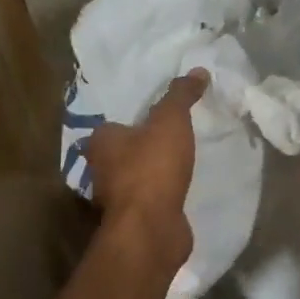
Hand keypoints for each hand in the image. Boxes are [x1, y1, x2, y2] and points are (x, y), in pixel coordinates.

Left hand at [84, 70, 208, 266]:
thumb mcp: (170, 121)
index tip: (156, 119)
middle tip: (170, 137)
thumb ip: (182, 95)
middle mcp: (101, 170)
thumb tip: (199, 70)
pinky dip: (162, 194)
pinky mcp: (134, 220)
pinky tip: (180, 189)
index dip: (132, 121)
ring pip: (135, 177)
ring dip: (152, 172)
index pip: (112, 125)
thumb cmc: (152, 167)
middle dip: (142, 147)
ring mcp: (116, 199)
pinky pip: (149, 200)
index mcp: (101, 142)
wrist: (151, 228)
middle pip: (121, 152)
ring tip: (180, 162)